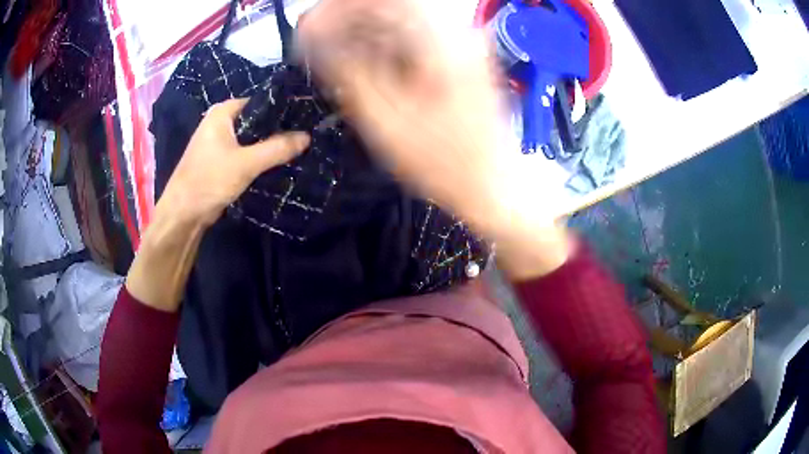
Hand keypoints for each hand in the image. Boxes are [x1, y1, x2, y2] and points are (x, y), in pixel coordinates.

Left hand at [157, 98, 309, 226]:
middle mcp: (219, 123)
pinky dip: (258, 156)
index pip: (259, 102)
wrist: (183, 214)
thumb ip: (277, 149)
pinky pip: (244, 152)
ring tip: (296, 147)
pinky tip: (276, 162)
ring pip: (250, 138)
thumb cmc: (209, 180)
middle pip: (255, 120)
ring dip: (268, 144)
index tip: (304, 118)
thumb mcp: (246, 163)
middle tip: (304, 135)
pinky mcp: (220, 160)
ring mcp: (218, 142)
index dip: (281, 109)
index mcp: (222, 113)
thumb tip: (307, 136)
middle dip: (277, 129)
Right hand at [299, 0, 570, 277]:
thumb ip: (346, 69)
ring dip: (361, 29)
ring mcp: (461, 42)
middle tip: (313, 39)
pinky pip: (413, 35)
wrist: (491, 183)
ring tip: (329, 50)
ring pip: (401, 19)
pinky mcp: (459, 55)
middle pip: (392, 6)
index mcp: (442, 42)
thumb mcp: (384, 119)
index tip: (310, 24)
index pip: (383, 2)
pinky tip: (360, 58)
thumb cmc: (441, 163)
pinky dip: (382, 42)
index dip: (340, 9)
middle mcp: (457, 31)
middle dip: (346, 18)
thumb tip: (314, 35)